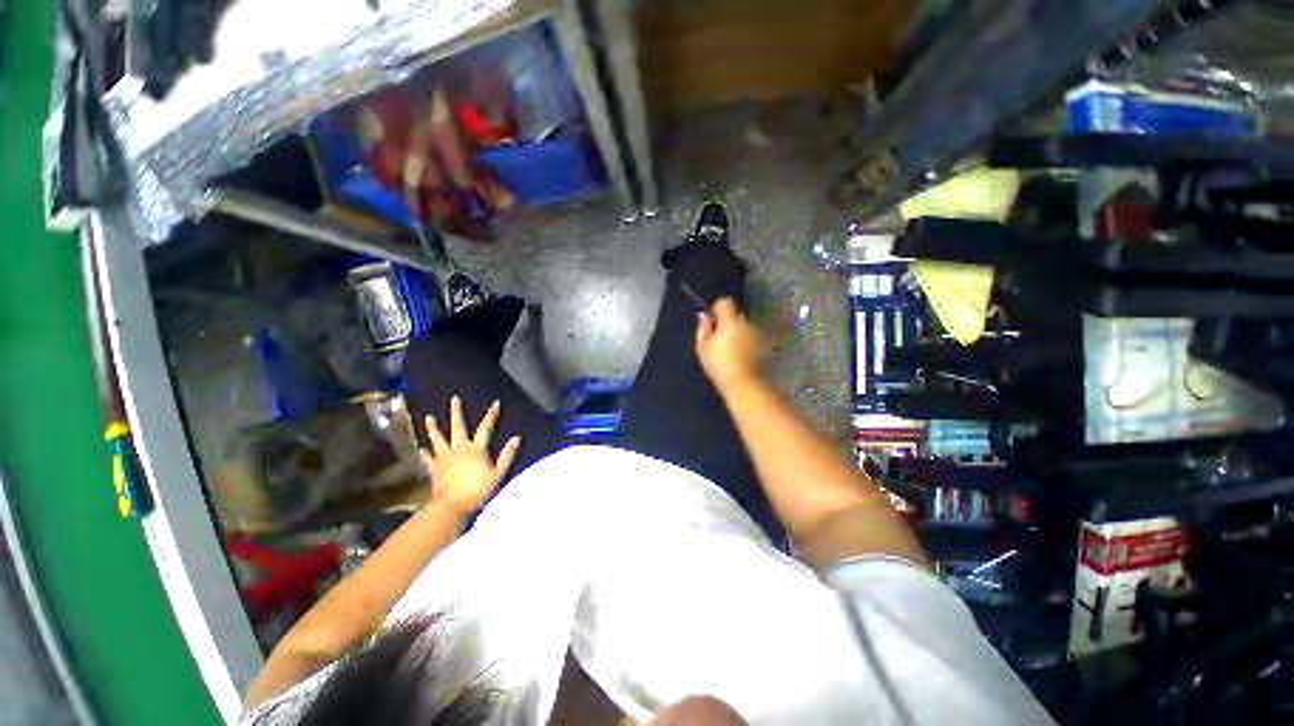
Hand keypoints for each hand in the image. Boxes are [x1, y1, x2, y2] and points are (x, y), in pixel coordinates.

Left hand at [421, 396, 520, 515]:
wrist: (452, 506)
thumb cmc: (478, 490)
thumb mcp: (498, 474)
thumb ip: (507, 455)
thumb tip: (517, 438)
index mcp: (476, 449)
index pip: (486, 428)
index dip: (491, 415)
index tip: (495, 402)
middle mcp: (459, 449)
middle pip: (458, 427)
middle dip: (456, 412)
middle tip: (454, 399)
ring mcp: (444, 458)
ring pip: (438, 439)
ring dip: (433, 428)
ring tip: (429, 417)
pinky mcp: (435, 469)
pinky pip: (429, 458)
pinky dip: (425, 453)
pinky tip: (422, 448)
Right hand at [695, 297, 764, 391]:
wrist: (745, 384)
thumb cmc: (720, 365)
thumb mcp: (703, 348)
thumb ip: (703, 328)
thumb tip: (704, 316)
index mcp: (730, 321)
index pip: (725, 302)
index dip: (718, 309)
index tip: (713, 322)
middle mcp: (747, 323)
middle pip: (736, 316)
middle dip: (729, 324)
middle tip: (721, 341)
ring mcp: (759, 334)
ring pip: (746, 327)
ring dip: (739, 334)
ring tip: (732, 351)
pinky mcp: (766, 345)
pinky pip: (753, 338)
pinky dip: (748, 343)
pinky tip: (742, 357)